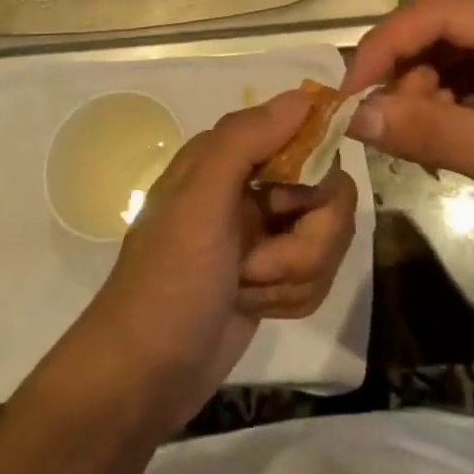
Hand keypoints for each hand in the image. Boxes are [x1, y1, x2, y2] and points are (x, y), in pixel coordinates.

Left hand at [67, 91, 358, 432]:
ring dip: (295, 274)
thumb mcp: (199, 201)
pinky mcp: (274, 274)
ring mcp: (265, 232)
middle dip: (306, 239)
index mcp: (230, 155)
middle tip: (258, 263)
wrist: (144, 377)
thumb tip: (305, 95)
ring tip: (250, 289)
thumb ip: (247, 139)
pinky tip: (257, 307)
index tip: (294, 201)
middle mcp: (252, 185)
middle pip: (329, 192)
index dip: (314, 165)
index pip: (305, 133)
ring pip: (328, 236)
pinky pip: (319, 272)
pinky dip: (293, 295)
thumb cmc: (168, 281)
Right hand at [341, 0, 473, 274]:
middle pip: (440, 30)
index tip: (349, 93)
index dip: (385, 45)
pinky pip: (467, 83)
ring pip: (448, 57)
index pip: (437, 11)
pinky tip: (443, 146)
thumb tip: (352, 115)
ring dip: (422, 95)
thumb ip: (430, 131)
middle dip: (405, 74)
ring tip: (423, 145)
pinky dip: (444, 110)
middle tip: (388, 127)